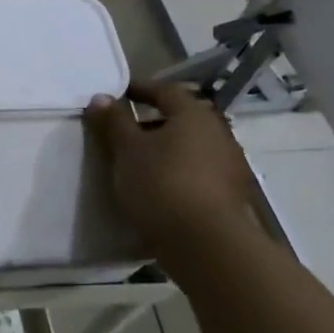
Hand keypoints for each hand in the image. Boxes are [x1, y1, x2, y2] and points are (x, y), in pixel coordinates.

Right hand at [84, 81, 258, 260]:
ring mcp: (230, 165)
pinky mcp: (232, 195)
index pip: (166, 91)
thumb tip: (101, 97)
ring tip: (139, 162)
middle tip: (125, 131)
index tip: (119, 94)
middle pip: (182, 119)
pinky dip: (179, 171)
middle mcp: (218, 134)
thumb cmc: (161, 183)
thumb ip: (114, 121)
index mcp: (194, 115)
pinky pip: (199, 171)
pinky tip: (160, 187)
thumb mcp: (127, 150)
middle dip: (153, 122)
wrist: (205, 242)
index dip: (140, 89)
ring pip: (192, 147)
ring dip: (167, 149)